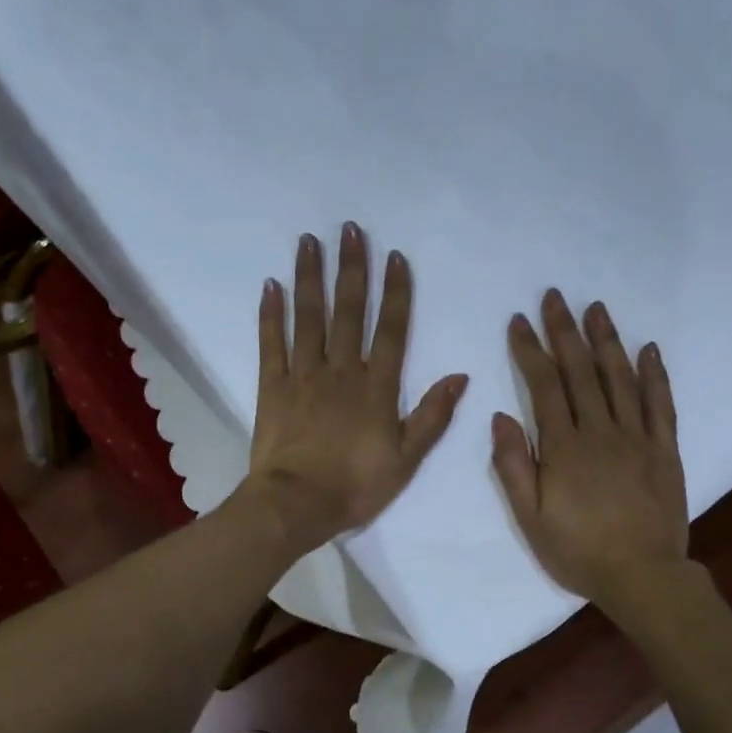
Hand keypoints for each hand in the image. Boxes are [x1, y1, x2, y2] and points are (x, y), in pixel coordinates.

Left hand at [243, 222, 467, 551]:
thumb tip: (460, 376)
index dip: (396, 292)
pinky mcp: (271, 387)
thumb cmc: (356, 486)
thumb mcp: (407, 459)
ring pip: (309, 317)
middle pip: (349, 311)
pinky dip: (270, 314)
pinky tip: (271, 285)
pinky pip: (271, 343)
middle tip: (350, 228)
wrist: (297, 504)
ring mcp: (303, 375)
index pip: (392, 330)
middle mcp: (341, 370)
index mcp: (377, 387)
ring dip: (310, 278)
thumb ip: (432, 415)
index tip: (395, 256)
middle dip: (352, 268)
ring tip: (310, 241)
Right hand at [492, 290, 690, 604]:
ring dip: (606, 340)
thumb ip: (514, 466)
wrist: (641, 575)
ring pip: (620, 378)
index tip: (519, 320)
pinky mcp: (664, 450)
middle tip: (555, 296)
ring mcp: (637, 437)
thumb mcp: (530, 517)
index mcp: (564, 447)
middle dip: (565, 331)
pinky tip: (648, 349)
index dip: (530, 350)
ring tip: (596, 307)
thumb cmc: (577, 551)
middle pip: (581, 372)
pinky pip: (660, 404)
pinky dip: (654, 375)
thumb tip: (501, 417)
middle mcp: (600, 431)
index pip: (544, 386)